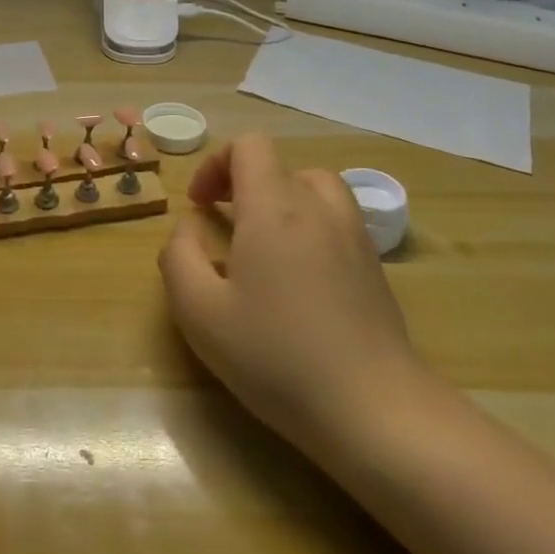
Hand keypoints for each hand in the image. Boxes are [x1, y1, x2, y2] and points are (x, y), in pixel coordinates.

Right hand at [158, 133, 426, 458]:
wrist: (373, 408)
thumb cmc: (276, 355)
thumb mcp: (199, 311)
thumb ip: (179, 256)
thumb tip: (189, 228)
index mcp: (274, 207)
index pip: (250, 146)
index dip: (216, 164)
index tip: (199, 206)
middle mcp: (319, 208)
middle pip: (281, 165)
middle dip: (244, 183)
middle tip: (223, 223)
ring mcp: (354, 235)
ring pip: (314, 189)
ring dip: (281, 202)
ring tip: (262, 244)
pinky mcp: (375, 266)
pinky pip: (336, 221)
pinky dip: (309, 227)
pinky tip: (297, 278)